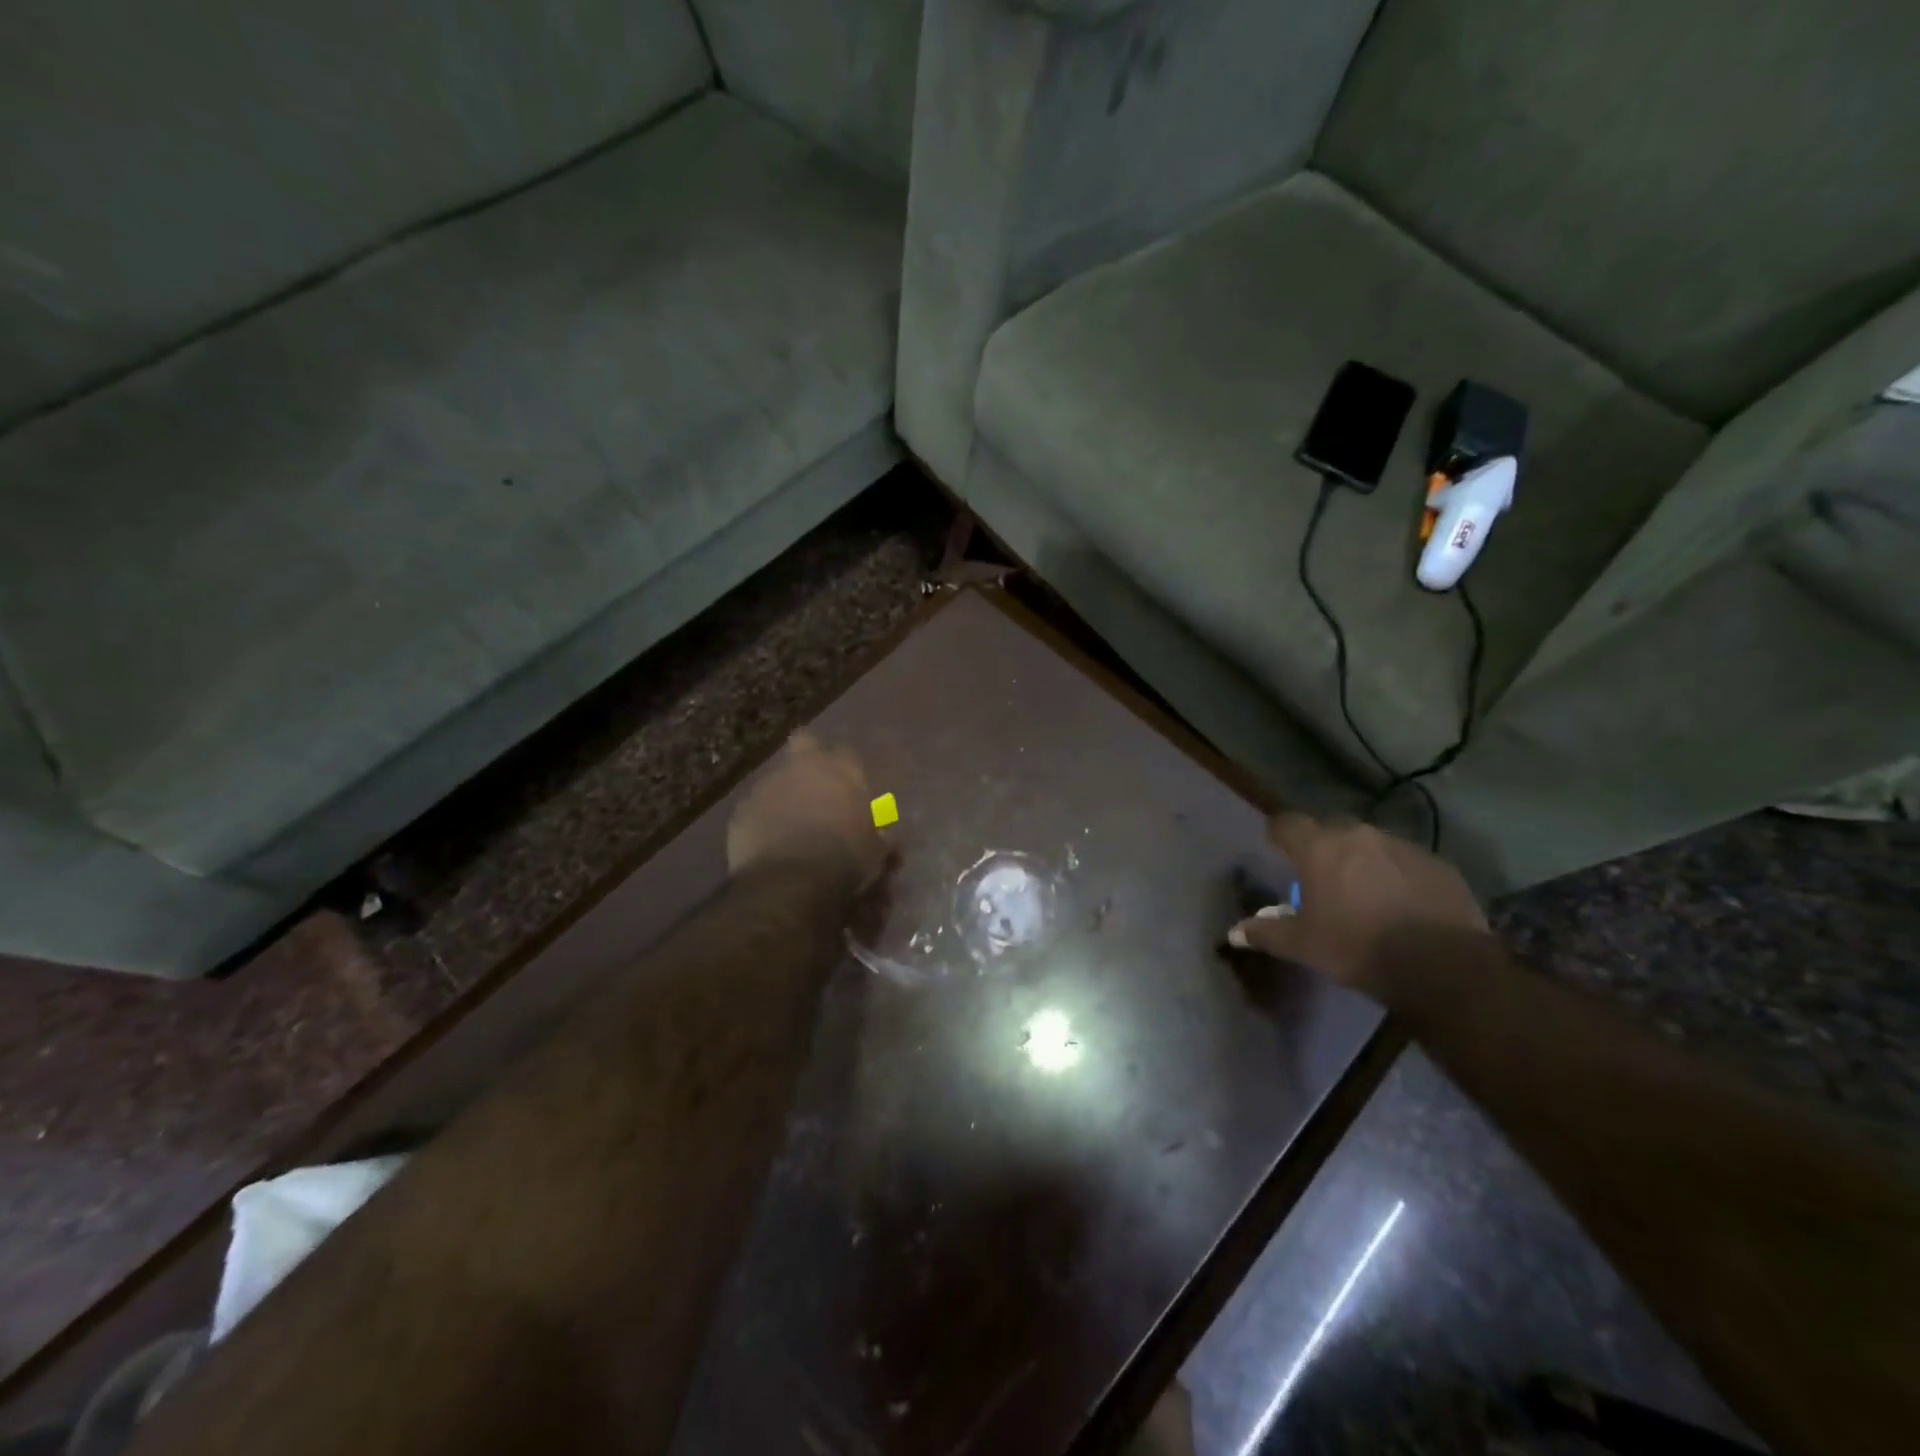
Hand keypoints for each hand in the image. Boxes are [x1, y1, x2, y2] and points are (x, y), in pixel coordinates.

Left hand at [726, 734, 885, 891]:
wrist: (791, 881)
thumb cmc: (845, 859)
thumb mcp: (876, 852)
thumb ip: (879, 835)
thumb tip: (885, 835)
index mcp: (842, 770)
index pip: (848, 755)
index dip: (848, 772)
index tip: (851, 791)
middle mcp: (804, 767)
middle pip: (805, 743)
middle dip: (810, 757)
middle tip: (816, 785)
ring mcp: (768, 785)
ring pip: (778, 778)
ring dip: (785, 794)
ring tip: (791, 825)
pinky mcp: (741, 809)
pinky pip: (755, 808)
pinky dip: (762, 820)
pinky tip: (769, 843)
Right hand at [1227, 811, 1487, 994]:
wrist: (1442, 965)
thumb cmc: (1357, 947)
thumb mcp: (1303, 946)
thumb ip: (1266, 933)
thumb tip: (1234, 933)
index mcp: (1319, 848)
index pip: (1287, 823)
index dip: (1279, 833)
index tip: (1276, 848)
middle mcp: (1359, 836)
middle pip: (1331, 830)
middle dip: (1323, 848)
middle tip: (1321, 877)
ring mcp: (1402, 847)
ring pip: (1371, 845)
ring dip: (1362, 861)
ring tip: (1365, 893)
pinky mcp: (1438, 865)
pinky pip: (1406, 862)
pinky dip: (1397, 876)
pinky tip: (1401, 904)